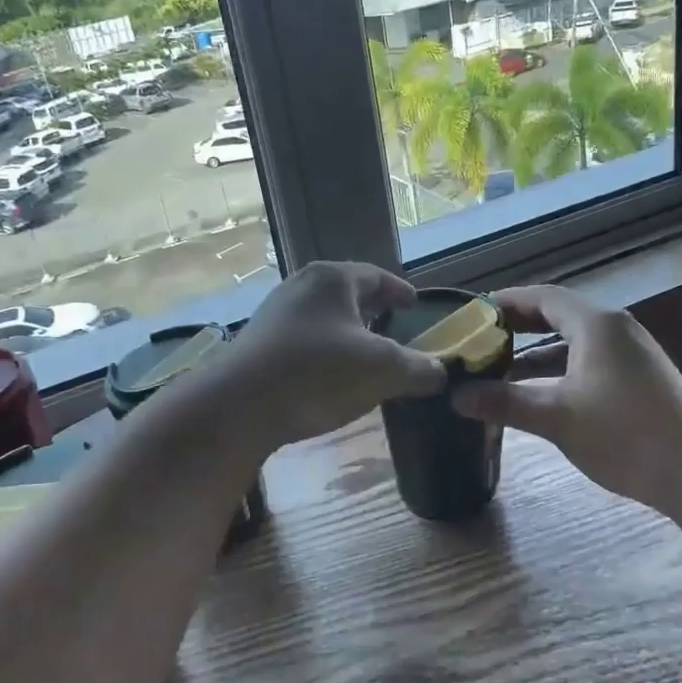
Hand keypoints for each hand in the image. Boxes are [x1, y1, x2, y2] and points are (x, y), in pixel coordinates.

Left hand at [220, 261, 445, 448]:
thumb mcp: (382, 371)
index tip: (415, 304)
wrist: (240, 406)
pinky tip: (331, 375)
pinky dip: (325, 350)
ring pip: (323, 316)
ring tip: (365, 353)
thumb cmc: (318, 373)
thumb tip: (441, 372)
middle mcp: (300, 286)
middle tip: (394, 324)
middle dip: (372, 309)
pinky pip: (303, 339)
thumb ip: (419, 368)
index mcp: (332, 279)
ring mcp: (275, 314)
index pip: (376, 276)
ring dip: (346, 332)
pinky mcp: (259, 343)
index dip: (399, 291)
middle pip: (346, 293)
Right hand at [450, 285, 681, 514]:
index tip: (471, 313)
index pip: (541, 297)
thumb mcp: (557, 416)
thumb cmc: (626, 433)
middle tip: (478, 339)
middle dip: (516, 327)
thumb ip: (504, 402)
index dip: (504, 302)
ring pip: (570, 343)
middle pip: (556, 316)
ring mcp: (629, 355)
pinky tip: (537, 396)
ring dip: (534, 354)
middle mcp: (613, 329)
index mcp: (595, 324)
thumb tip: (456, 397)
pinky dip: (557, 372)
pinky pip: (585, 362)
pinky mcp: (637, 380)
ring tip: (497, 370)